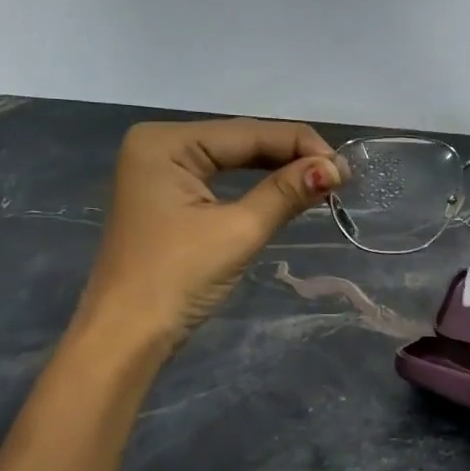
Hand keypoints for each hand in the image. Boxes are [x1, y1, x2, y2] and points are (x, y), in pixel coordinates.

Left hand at [73, 118, 344, 353]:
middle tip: (338, 177)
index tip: (344, 168)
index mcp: (166, 142)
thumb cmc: (176, 279)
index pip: (247, 132)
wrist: (125, 338)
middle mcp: (160, 146)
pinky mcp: (167, 200)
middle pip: (239, 142)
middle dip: (290, 157)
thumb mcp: (237, 232)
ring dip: (275, 171)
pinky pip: (219, 182)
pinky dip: (253, 188)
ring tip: (322, 183)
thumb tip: (334, 169)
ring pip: (232, 162)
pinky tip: (285, 190)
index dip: (300, 145)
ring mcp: (160, 173)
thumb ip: (285, 193)